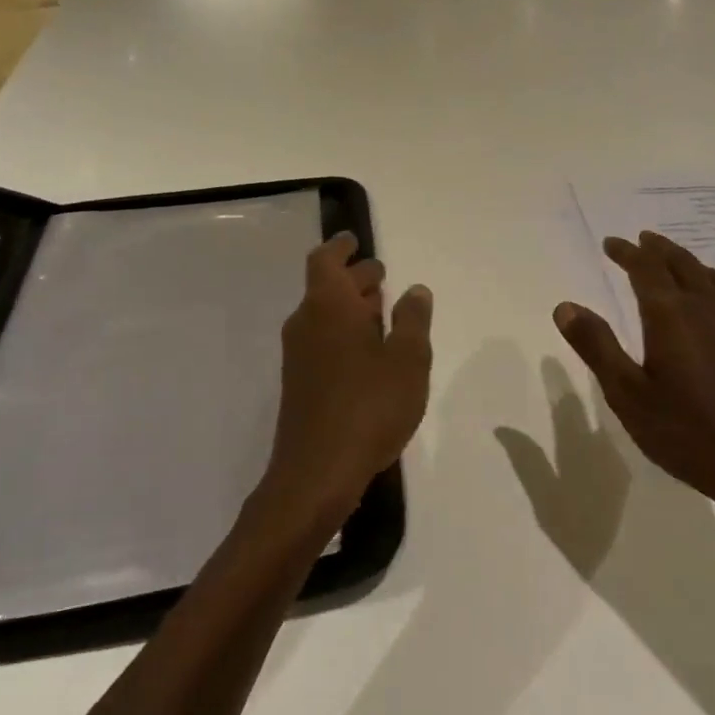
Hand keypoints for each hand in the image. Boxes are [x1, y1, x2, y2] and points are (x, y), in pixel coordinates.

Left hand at [260, 233, 433, 530]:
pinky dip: (344, 333)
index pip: (325, 259)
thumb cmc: (369, 407)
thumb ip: (414, 320)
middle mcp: (306, 323)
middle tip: (382, 276)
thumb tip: (415, 290)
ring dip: (351, 307)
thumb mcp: (408, 360)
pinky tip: (371, 353)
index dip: (341, 246)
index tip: (356, 241)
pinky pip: (322, 341)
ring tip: (383, 311)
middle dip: (354, 278)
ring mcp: (299, 355)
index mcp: (328, 306)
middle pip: (326, 286)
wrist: (316, 473)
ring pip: (324, 315)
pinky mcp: (300, 383)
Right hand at [552, 232, 714, 561]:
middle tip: (640, 240)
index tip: (610, 243)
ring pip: (708, 278)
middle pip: (682, 265)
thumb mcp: (628, 394)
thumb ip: (597, 346)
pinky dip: (707, 282)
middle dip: (658, 249)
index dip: (627, 253)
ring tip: (672, 258)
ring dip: (686, 261)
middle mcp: (704, 313)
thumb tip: (566, 306)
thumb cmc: (687, 435)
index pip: (647, 269)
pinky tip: (706, 301)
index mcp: (671, 317)